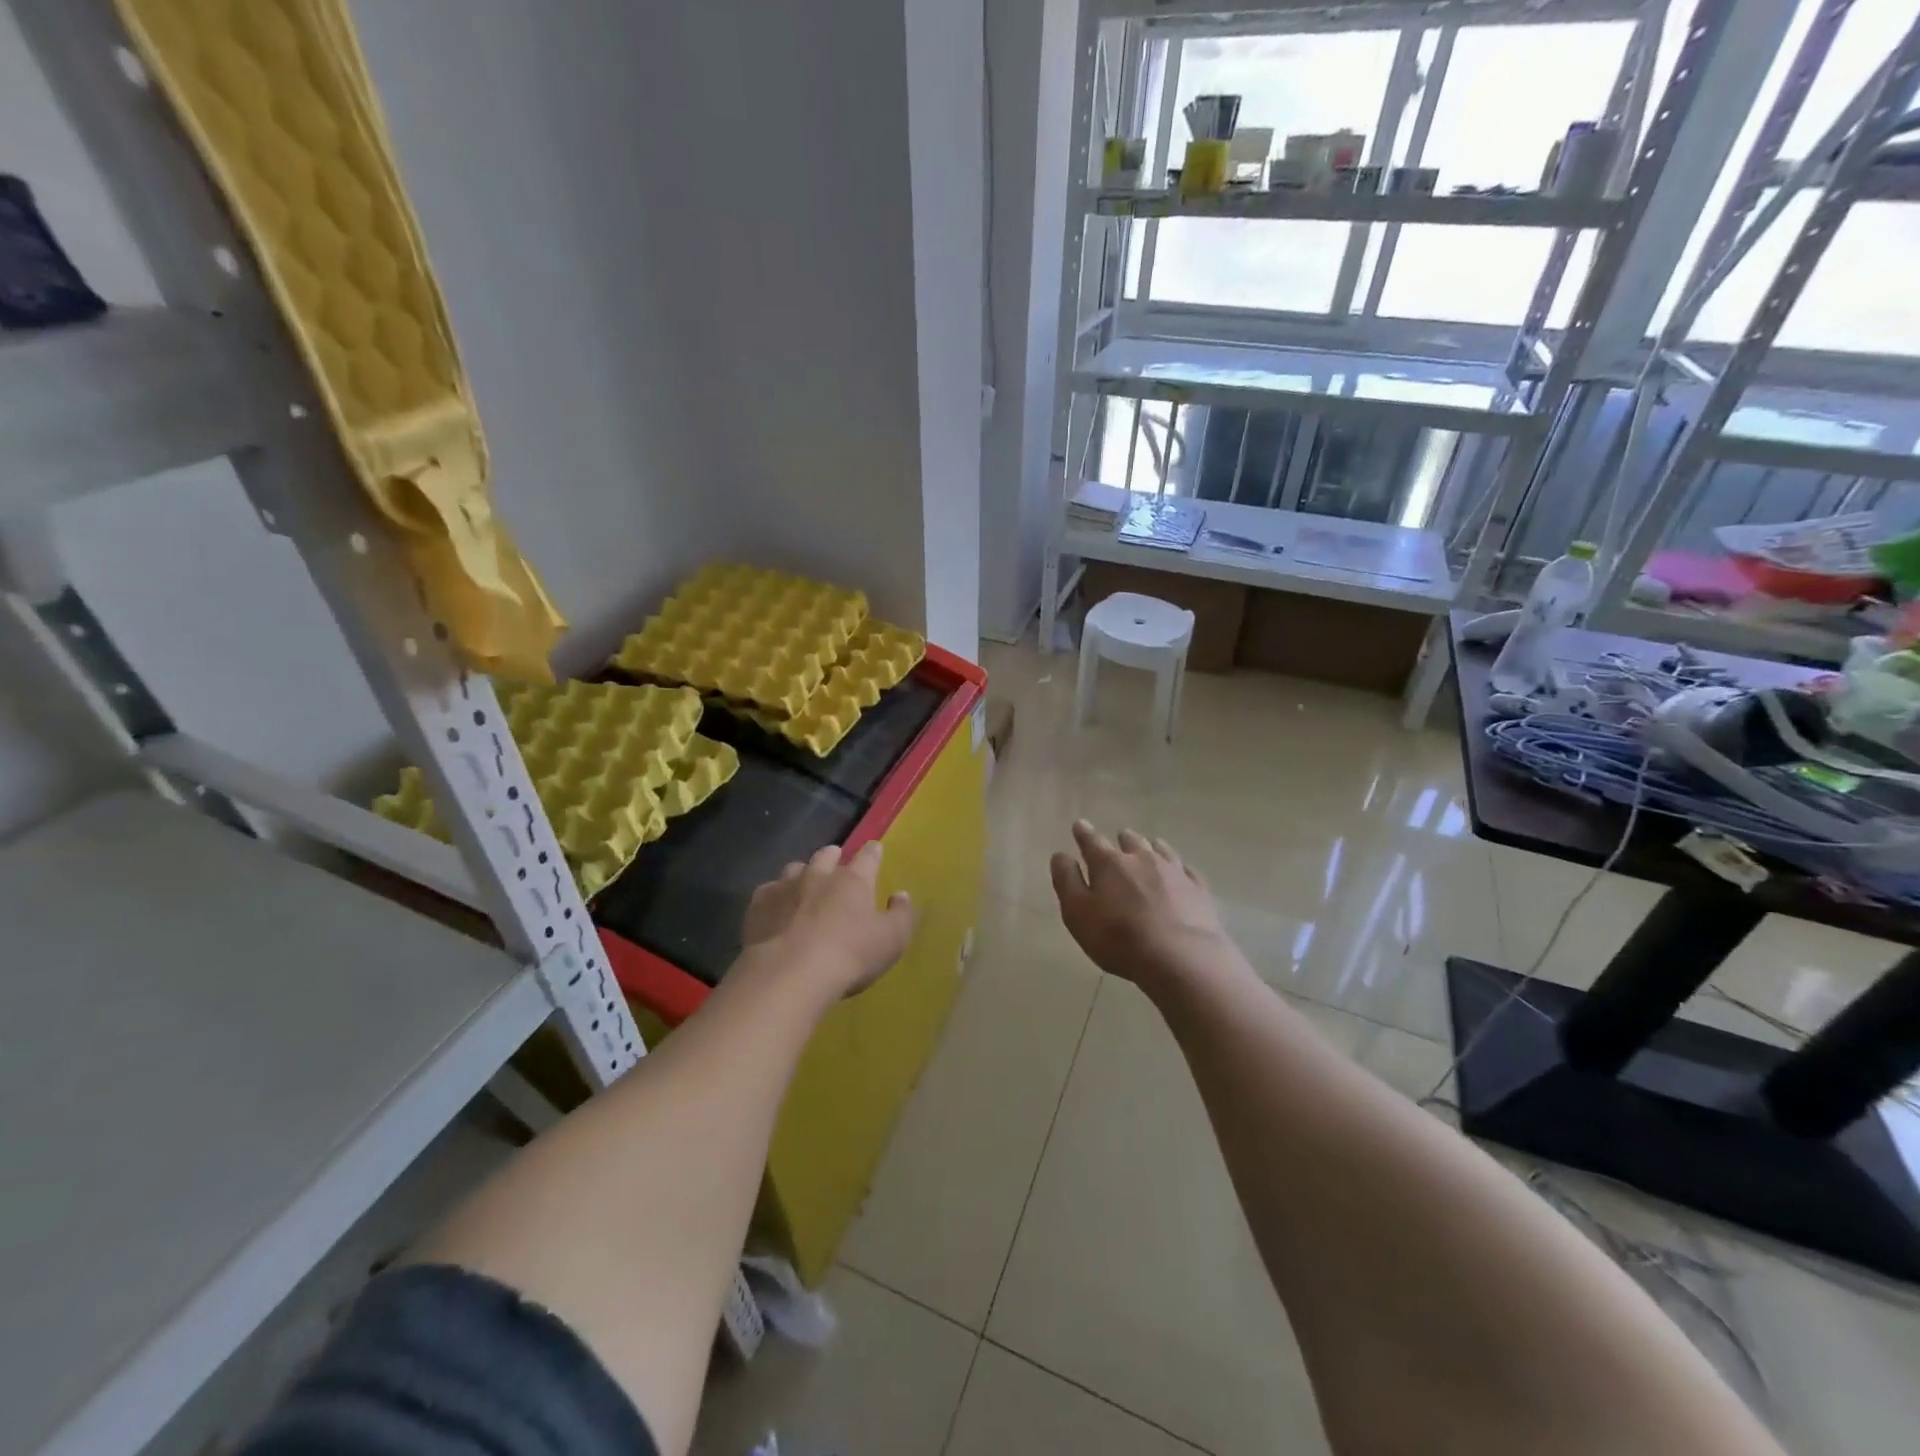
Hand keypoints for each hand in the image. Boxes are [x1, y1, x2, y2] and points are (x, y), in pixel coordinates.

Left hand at [743, 841, 915, 997]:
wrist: (789, 974)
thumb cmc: (849, 955)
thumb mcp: (892, 940)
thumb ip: (902, 914)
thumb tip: (901, 895)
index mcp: (853, 880)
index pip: (868, 857)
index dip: (873, 852)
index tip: (874, 849)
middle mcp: (819, 875)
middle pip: (826, 855)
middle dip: (833, 857)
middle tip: (836, 863)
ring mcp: (785, 886)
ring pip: (795, 869)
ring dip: (802, 874)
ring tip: (803, 886)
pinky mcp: (758, 904)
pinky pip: (768, 891)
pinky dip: (774, 896)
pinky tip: (775, 909)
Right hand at [1050, 820, 1229, 987]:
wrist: (1181, 958)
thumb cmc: (1119, 938)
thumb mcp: (1078, 914)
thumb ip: (1067, 881)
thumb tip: (1061, 855)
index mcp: (1109, 863)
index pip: (1092, 840)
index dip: (1083, 833)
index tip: (1079, 825)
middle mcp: (1142, 858)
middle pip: (1130, 841)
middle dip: (1121, 840)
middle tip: (1118, 842)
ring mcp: (1174, 871)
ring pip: (1160, 849)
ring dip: (1150, 849)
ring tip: (1149, 850)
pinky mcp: (1198, 888)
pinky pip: (1186, 870)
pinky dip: (1179, 868)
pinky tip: (1180, 873)